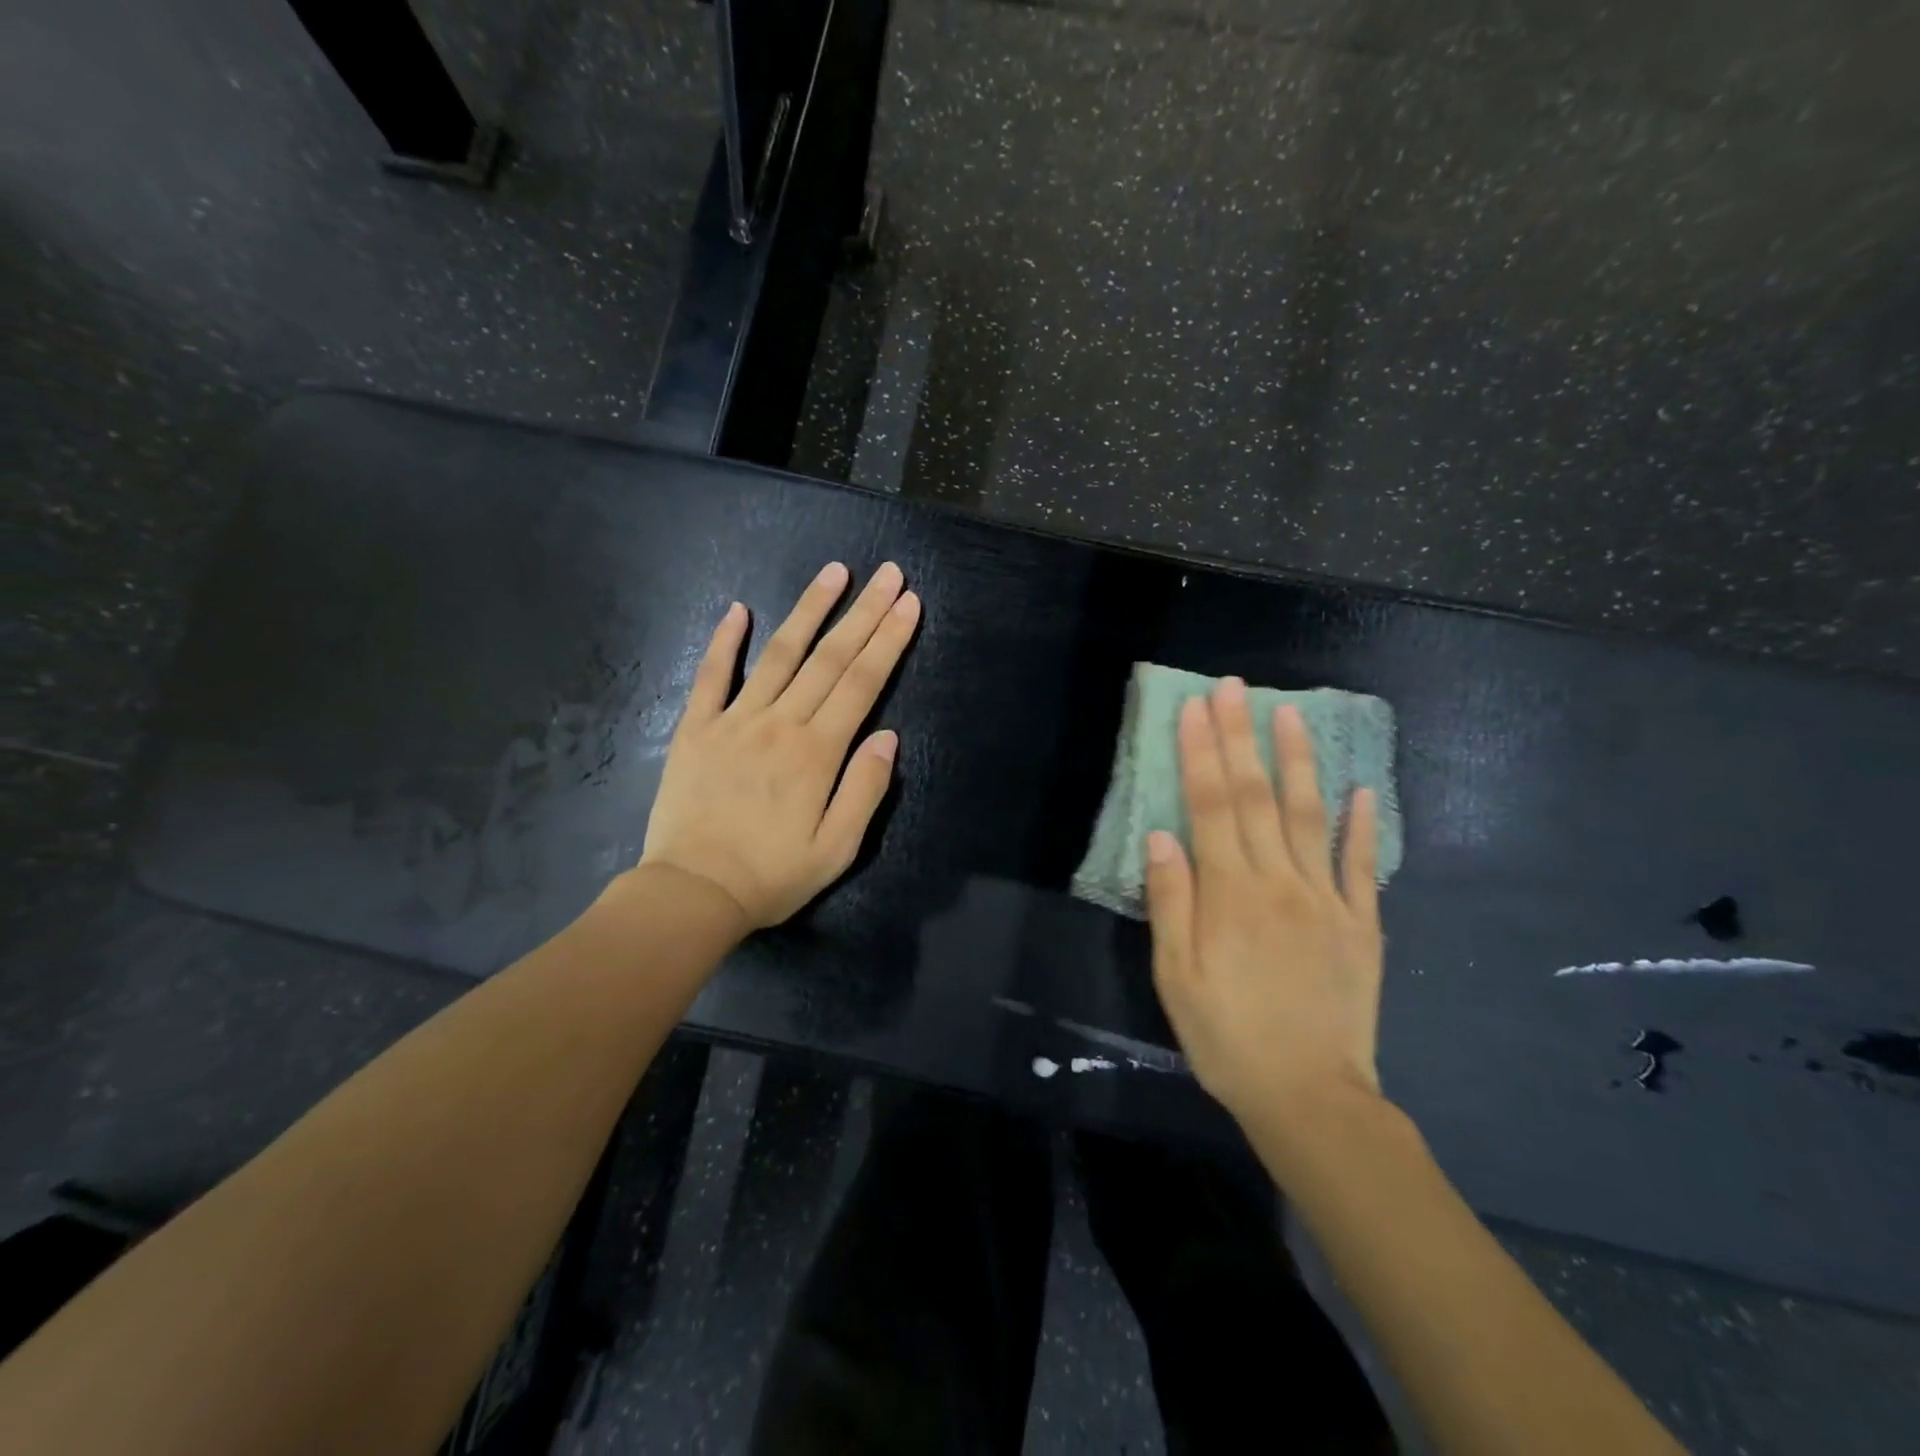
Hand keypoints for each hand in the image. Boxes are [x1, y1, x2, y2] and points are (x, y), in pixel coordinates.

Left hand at [640, 561, 919, 929]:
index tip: (908, 603)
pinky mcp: (697, 729)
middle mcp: (780, 724)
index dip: (888, 640)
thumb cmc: (772, 876)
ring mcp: (735, 720)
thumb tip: (888, 735)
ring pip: (778, 654)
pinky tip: (738, 609)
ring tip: (833, 572)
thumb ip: (865, 789)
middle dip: (863, 612)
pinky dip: (725, 641)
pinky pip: (712, 676)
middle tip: (887, 572)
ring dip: (808, 610)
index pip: (861, 683)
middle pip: (828, 658)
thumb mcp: (837, 848)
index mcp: (818, 752)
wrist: (692, 893)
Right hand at [1145, 678, 1384, 1134]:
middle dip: (1241, 738)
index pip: (1211, 806)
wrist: (1310, 1098)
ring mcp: (1326, 900)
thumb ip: (1171, 902)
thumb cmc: (1227, 1036)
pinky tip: (1363, 790)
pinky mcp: (1361, 925)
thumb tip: (1161, 837)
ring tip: (1293, 714)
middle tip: (1235, 688)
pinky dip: (1363, 825)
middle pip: (1255, 797)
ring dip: (1298, 762)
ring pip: (1308, 816)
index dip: (1202, 753)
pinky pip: (1362, 866)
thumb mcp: (1176, 977)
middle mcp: (1279, 882)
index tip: (1196, 708)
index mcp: (1230, 893)